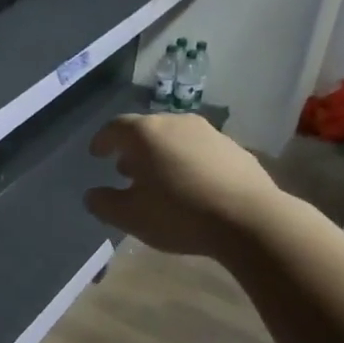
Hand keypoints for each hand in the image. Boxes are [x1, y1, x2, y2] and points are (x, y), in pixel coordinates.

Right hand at [84, 113, 278, 257]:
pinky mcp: (235, 149)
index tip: (96, 155)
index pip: (115, 128)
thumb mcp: (130, 217)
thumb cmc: (179, 214)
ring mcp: (209, 133)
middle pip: (146, 131)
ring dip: (161, 156)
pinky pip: (200, 151)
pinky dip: (188, 162)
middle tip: (125, 171)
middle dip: (133, 150)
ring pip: (175, 139)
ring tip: (159, 181)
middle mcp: (176, 123)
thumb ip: (104, 204)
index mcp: (145, 134)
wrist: (250, 220)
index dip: (102, 141)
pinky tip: (191, 187)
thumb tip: (93, 195)